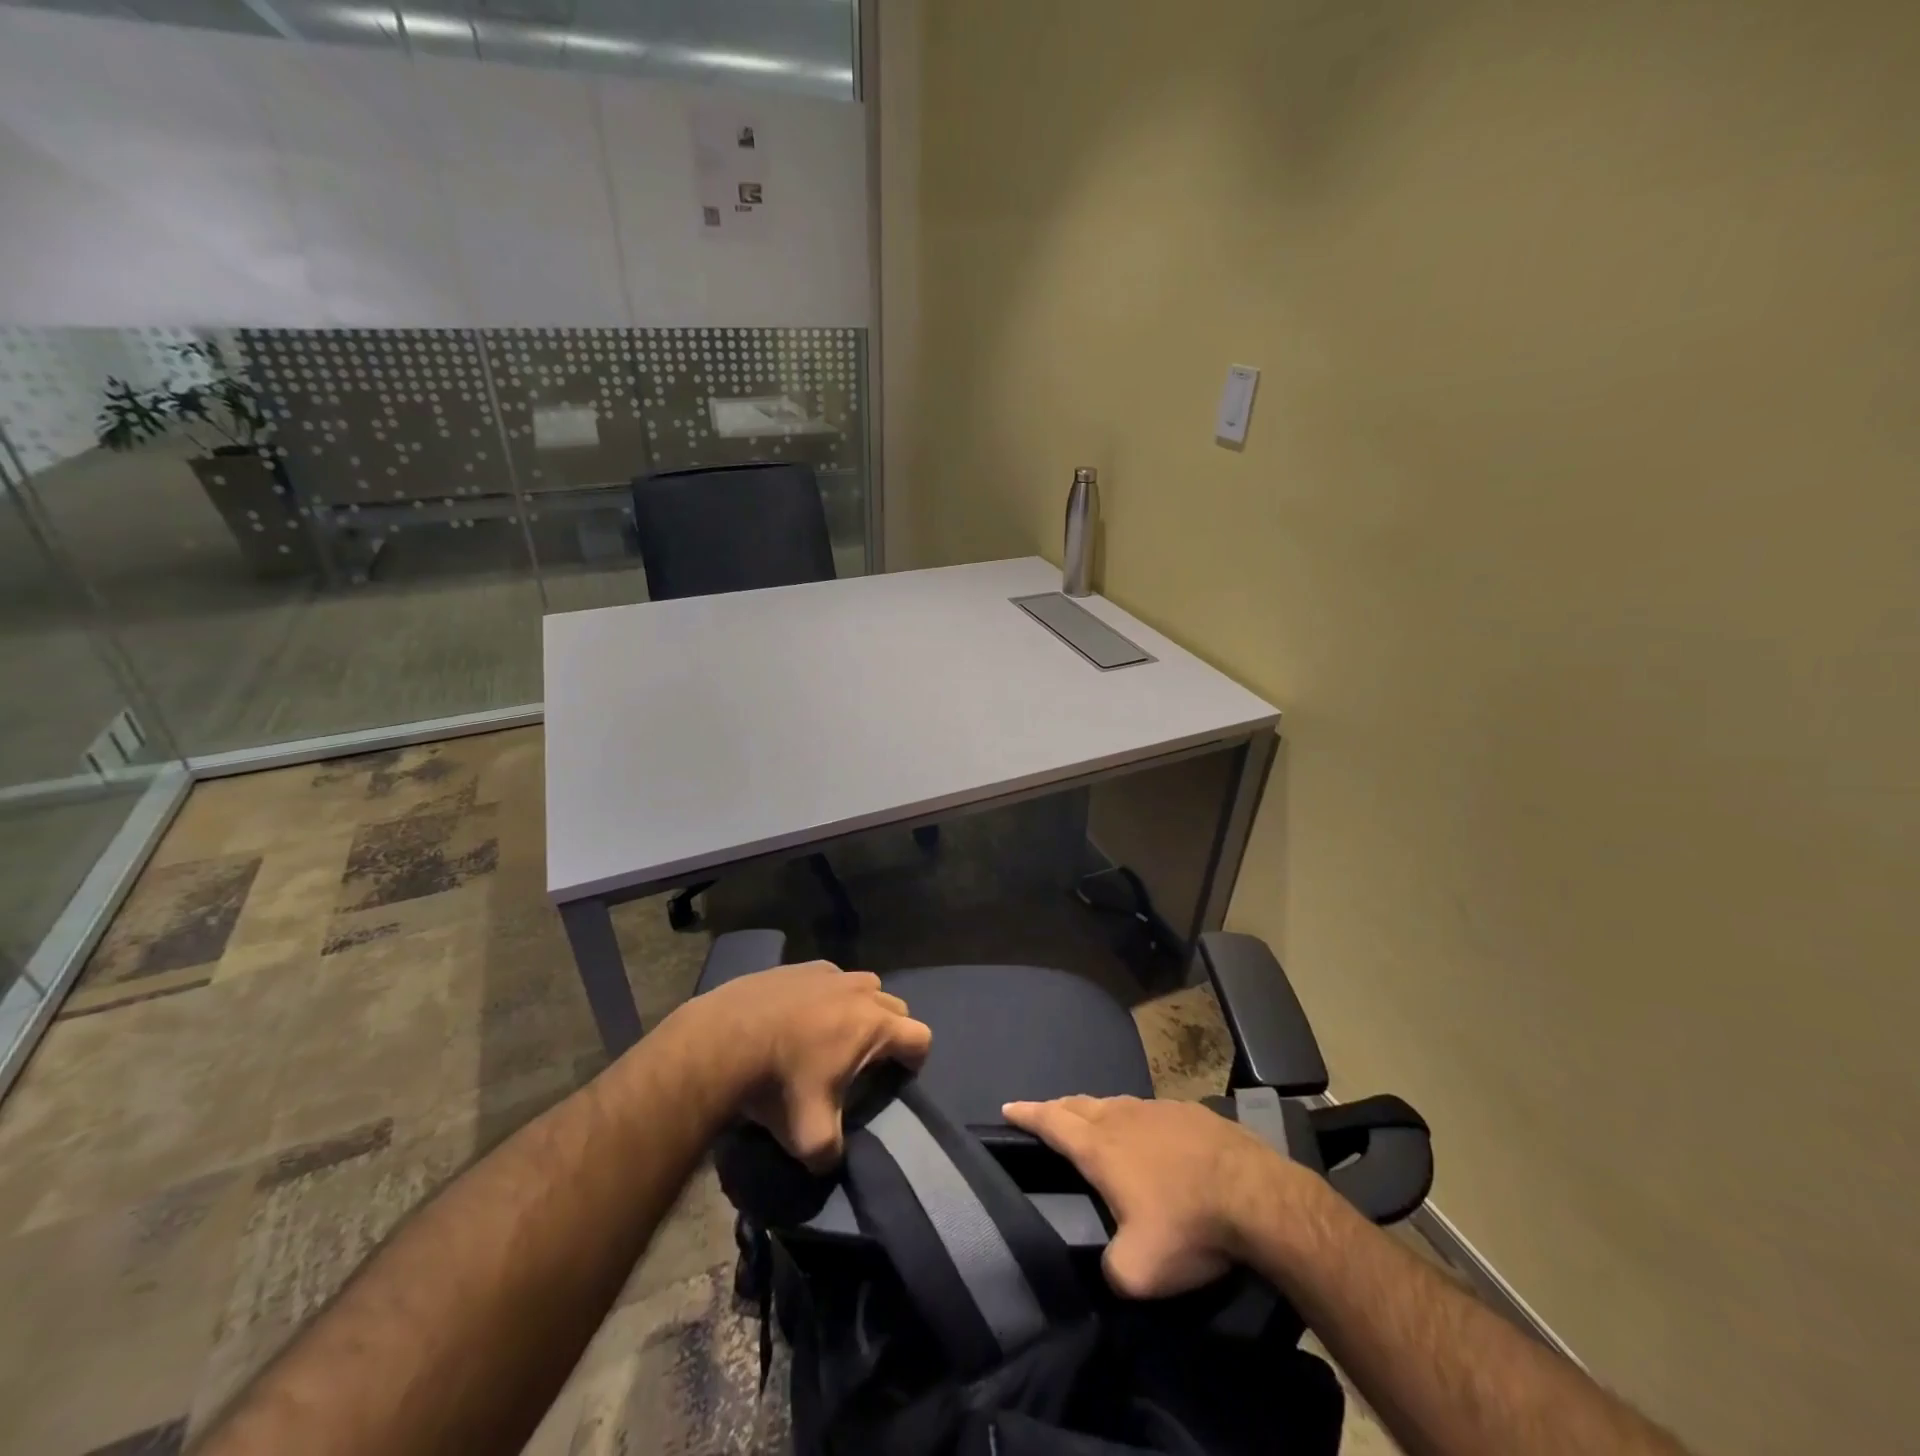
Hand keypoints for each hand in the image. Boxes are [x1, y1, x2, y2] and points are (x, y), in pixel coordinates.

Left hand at [679, 962, 932, 1171]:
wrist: (722, 1038)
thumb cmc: (777, 1082)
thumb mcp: (808, 1135)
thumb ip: (831, 1153)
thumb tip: (829, 1162)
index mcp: (874, 1025)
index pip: (921, 1037)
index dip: (914, 1061)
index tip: (894, 1079)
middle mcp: (860, 991)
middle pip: (895, 1008)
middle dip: (888, 1032)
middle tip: (862, 1061)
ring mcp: (830, 973)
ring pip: (863, 987)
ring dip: (858, 1008)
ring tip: (830, 1036)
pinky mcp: (800, 966)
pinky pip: (828, 979)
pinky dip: (824, 995)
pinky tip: (797, 1017)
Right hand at [1002, 1095, 1296, 1297]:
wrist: (1256, 1196)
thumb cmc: (1188, 1226)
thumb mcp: (1138, 1271)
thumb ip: (1110, 1269)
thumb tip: (1109, 1265)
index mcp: (1100, 1147)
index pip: (1052, 1123)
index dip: (1027, 1114)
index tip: (1008, 1107)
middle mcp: (1122, 1118)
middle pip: (1079, 1105)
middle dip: (1058, 1109)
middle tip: (1046, 1114)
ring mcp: (1158, 1109)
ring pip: (1115, 1105)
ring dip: (1096, 1111)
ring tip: (1092, 1121)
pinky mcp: (1190, 1112)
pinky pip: (1149, 1111)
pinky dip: (1135, 1120)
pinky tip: (1149, 1135)